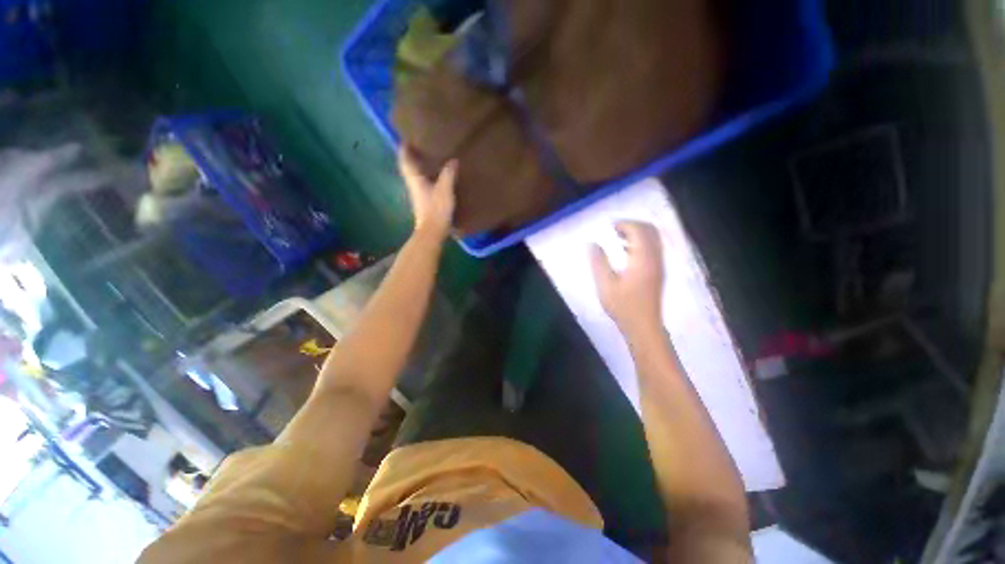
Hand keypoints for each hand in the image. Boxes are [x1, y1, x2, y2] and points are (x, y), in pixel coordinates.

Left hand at [398, 146, 456, 241]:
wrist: (432, 232)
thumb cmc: (436, 210)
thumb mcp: (445, 190)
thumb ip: (448, 174)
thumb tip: (453, 160)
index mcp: (415, 179)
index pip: (405, 160)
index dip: (404, 149)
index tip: (406, 138)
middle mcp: (413, 185)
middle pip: (409, 168)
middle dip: (412, 157)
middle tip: (420, 146)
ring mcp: (418, 195)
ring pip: (415, 177)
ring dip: (419, 167)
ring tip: (429, 159)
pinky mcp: (424, 203)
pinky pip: (422, 185)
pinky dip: (426, 178)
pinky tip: (436, 178)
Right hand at [591, 221, 664, 335]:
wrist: (644, 326)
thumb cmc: (623, 306)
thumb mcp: (605, 285)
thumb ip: (598, 262)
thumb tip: (592, 243)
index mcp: (643, 259)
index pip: (639, 230)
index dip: (625, 224)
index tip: (609, 226)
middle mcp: (655, 258)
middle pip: (650, 230)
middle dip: (633, 225)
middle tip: (614, 229)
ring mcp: (659, 265)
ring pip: (653, 239)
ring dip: (637, 233)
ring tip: (618, 238)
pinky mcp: (658, 271)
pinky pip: (653, 248)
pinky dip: (641, 243)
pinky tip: (626, 252)